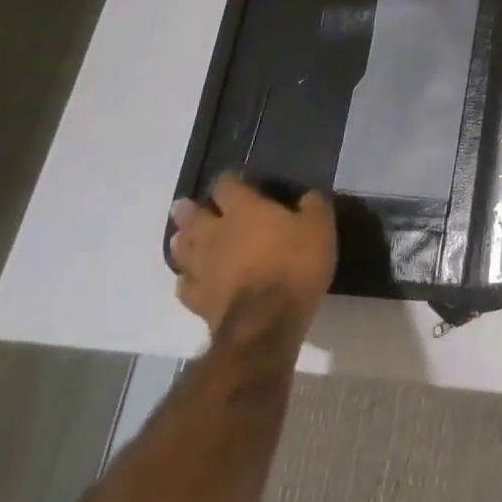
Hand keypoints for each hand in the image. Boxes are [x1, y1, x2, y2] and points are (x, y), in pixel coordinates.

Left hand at [169, 175, 336, 340]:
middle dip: (189, 209)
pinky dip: (186, 278)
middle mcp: (216, 234)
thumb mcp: (320, 226)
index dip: (229, 180)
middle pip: (193, 216)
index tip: (235, 179)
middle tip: (184, 206)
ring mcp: (202, 268)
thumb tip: (308, 196)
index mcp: (244, 210)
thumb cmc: (295, 265)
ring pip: (181, 249)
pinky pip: (184, 284)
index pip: (227, 185)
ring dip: (182, 241)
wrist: (266, 322)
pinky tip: (190, 279)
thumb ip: (313, 205)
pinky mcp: (197, 300)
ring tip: (181, 238)